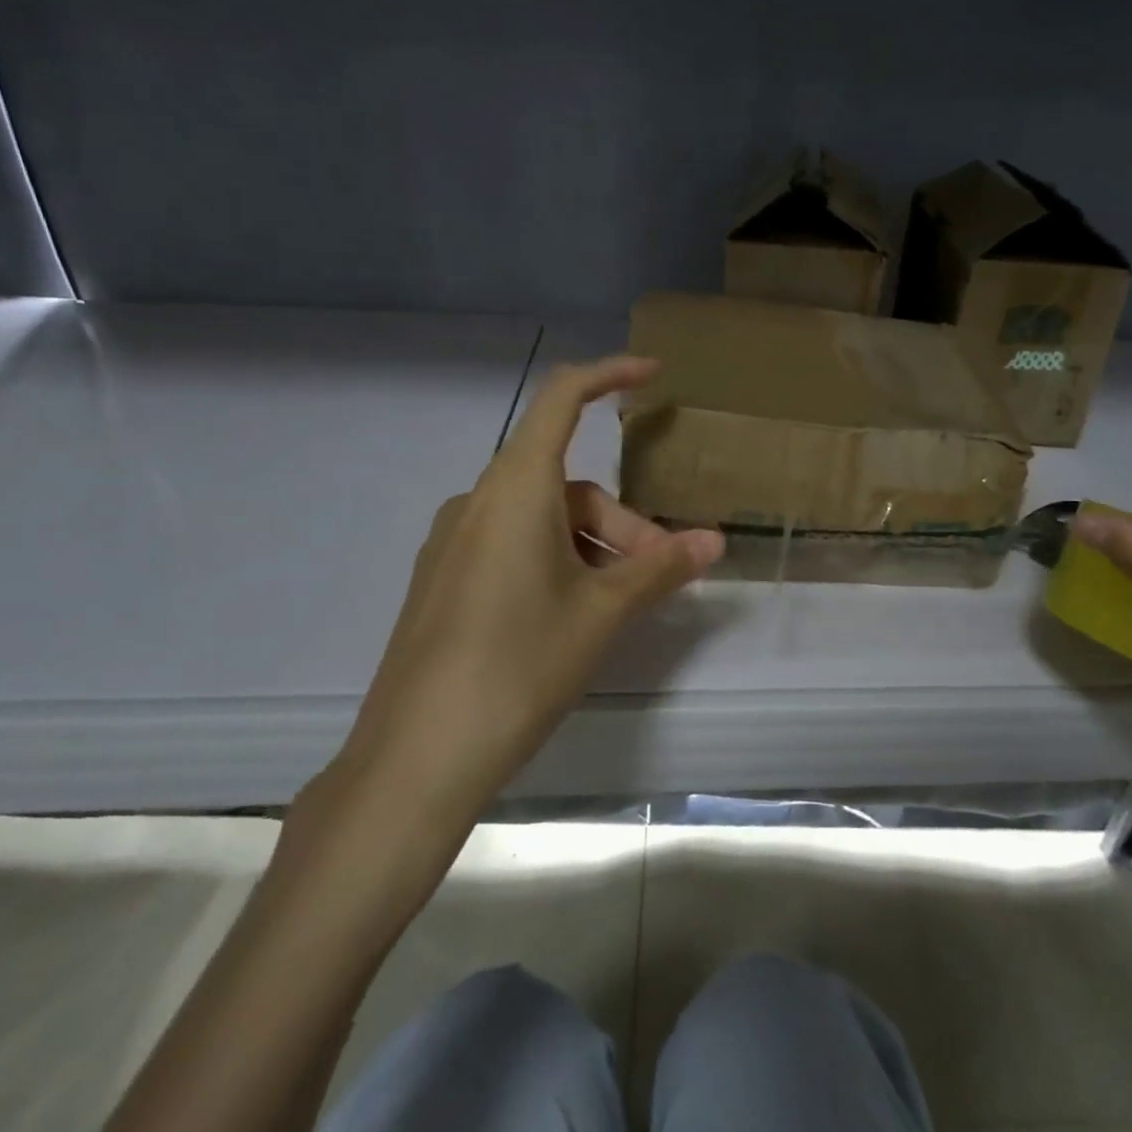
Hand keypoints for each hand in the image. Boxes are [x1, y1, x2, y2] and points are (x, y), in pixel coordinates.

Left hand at [325, 356, 723, 822]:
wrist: (417, 756)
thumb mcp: (602, 612)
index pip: (561, 400)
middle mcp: (479, 502)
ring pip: (542, 520)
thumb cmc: (519, 665)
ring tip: (621, 605)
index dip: (609, 376)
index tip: (653, 375)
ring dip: (592, 547)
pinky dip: (557, 561)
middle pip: (567, 484)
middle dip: (622, 520)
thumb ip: (659, 567)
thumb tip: (713, 541)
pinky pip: (513, 546)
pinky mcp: (444, 580)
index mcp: (515, 490)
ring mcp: (455, 542)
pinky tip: (573, 616)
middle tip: (660, 572)